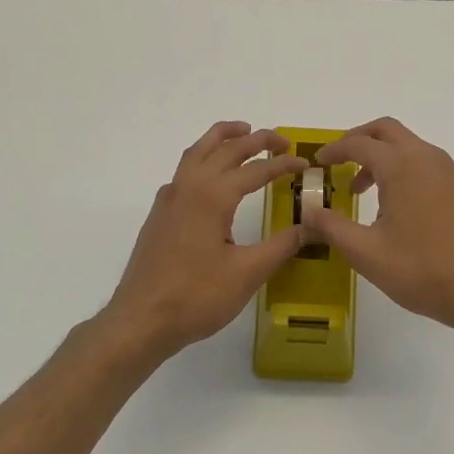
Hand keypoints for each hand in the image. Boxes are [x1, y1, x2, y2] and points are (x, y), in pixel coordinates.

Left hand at [104, 122, 308, 357]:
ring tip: (243, 132)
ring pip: (197, 152)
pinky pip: (183, 170)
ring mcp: (169, 199)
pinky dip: (203, 157)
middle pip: (225, 149)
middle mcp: (188, 187)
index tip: (305, 163)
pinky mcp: (159, 214)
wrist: (141, 320)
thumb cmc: (196, 297)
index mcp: (212, 196)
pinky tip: (211, 176)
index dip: (283, 164)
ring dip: (222, 138)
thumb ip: (282, 245)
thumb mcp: (248, 273)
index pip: (255, 170)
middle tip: (282, 141)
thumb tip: (312, 226)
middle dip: (256, 139)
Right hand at [303, 118, 453, 339]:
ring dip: (388, 160)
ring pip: (415, 150)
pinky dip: (414, 176)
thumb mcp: (365, 253)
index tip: (319, 162)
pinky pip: (437, 170)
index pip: (359, 144)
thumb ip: (331, 227)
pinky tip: (410, 211)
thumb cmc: (420, 270)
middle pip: (389, 131)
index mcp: (402, 166)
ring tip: (372, 194)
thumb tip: (308, 212)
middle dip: (361, 140)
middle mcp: (430, 159)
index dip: (334, 150)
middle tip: (342, 162)